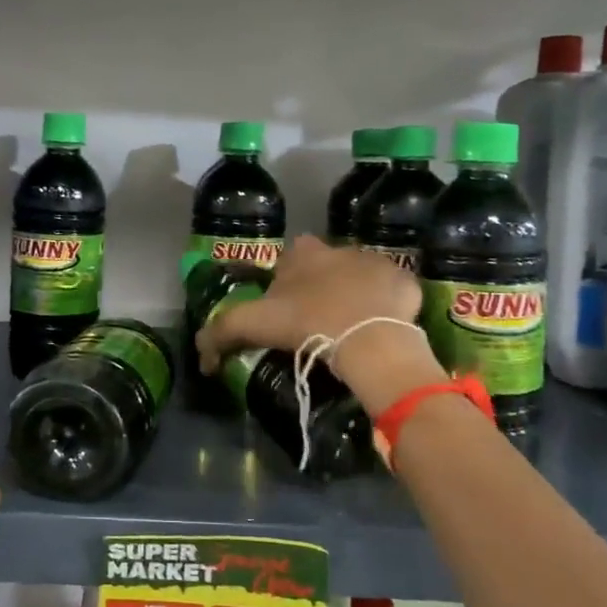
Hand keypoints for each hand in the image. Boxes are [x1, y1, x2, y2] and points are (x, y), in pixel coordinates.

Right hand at [195, 235, 444, 416]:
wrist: (368, 339)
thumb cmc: (307, 323)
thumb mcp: (252, 326)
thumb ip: (220, 334)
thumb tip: (202, 358)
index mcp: (303, 253)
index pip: (289, 258)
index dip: (286, 281)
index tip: (286, 308)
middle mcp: (339, 248)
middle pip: (326, 265)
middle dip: (322, 284)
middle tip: (318, 319)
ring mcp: (376, 262)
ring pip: (360, 276)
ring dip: (355, 294)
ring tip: (350, 328)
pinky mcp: (405, 282)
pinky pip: (392, 293)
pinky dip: (386, 307)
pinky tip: (380, 329)